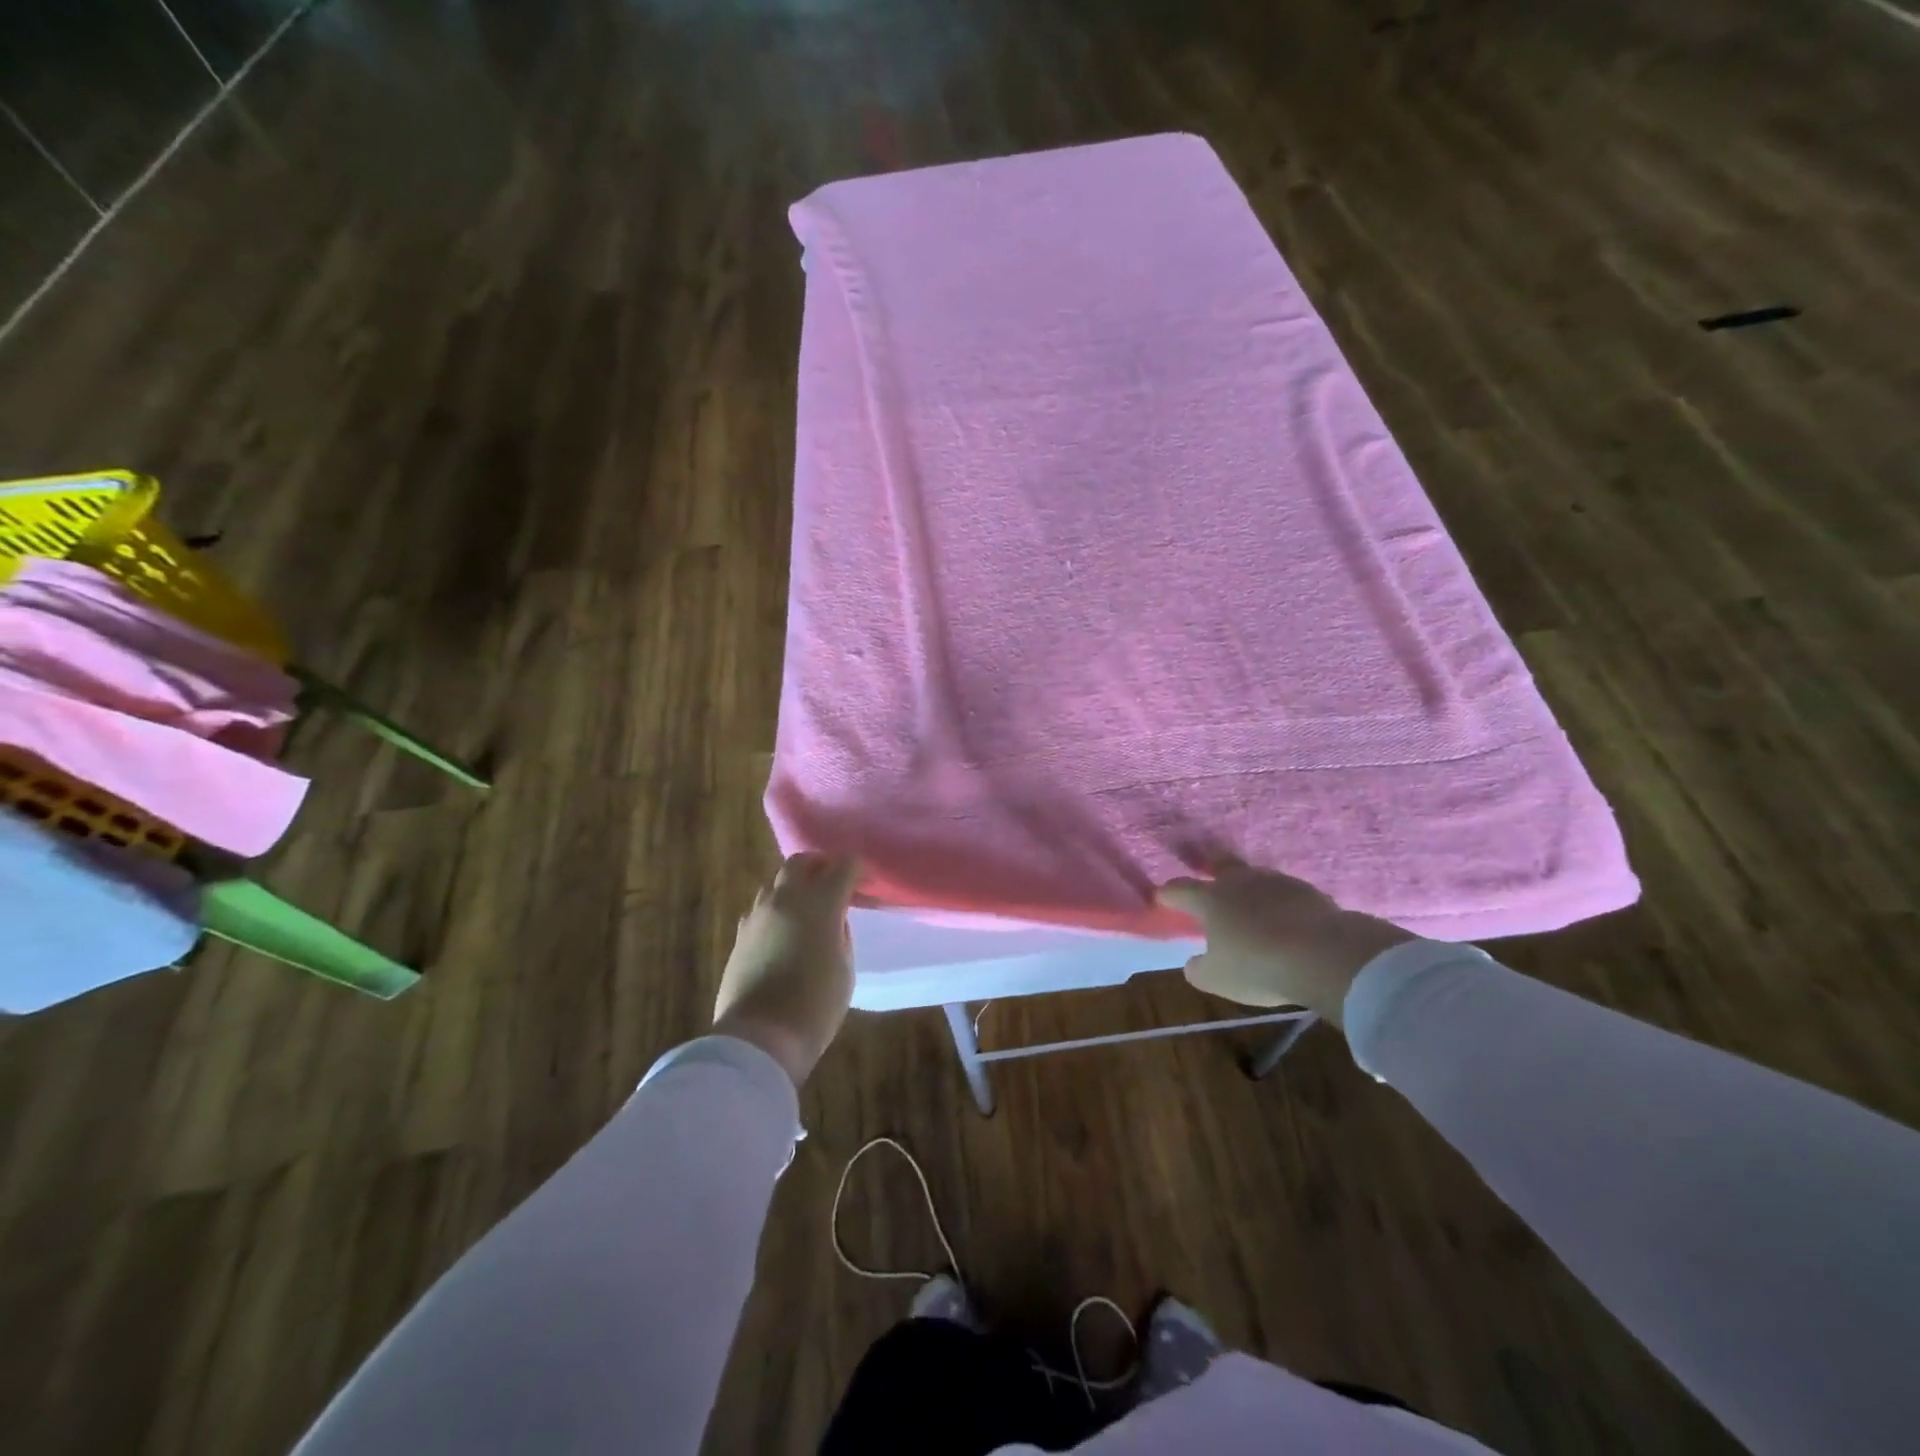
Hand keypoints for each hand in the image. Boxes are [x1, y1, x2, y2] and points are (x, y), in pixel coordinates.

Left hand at [714, 853, 860, 1086]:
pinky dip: (776, 909)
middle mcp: (786, 898)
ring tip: (807, 907)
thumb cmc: (815, 1006)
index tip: (866, 883)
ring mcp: (758, 915)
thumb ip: (841, 935)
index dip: (858, 869)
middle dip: (820, 865)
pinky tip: (784, 930)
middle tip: (834, 882)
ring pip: (776, 882)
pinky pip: (761, 908)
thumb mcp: (844, 970)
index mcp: (820, 903)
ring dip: (794, 886)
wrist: (759, 1038)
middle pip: (801, 861)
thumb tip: (833, 921)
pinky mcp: (740, 935)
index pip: (844, 866)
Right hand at [1155, 859, 1413, 1025]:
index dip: (1168, 894)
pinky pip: (1284, 893)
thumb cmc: (1258, 966)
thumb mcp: (1218, 979)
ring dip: (1249, 887)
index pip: (1180, 889)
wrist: (1324, 955)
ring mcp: (1276, 882)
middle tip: (1208, 876)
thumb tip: (1194, 962)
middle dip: (1211, 868)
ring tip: (1250, 903)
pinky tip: (1284, 917)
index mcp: (1210, 899)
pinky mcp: (1308, 891)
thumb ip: (1199, 969)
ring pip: (1255, 877)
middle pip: (1220, 865)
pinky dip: (1279, 902)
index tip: (1161, 897)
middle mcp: (1239, 882)